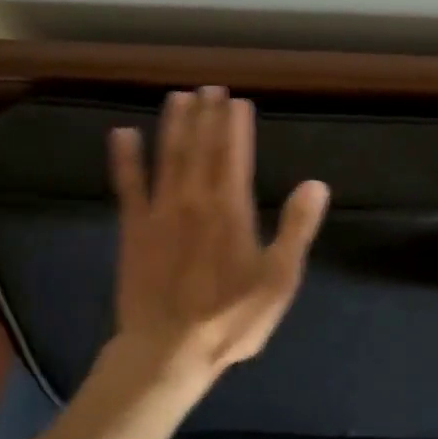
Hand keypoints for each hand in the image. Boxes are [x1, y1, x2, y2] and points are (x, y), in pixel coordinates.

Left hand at [107, 86, 329, 389]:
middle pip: (201, 147)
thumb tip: (316, 183)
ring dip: (173, 125)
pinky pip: (128, 186)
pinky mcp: (134, 229)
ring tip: (178, 97)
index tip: (237, 100)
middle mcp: (195, 199)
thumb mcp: (279, 280)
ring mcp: (160, 211)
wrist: (168, 351)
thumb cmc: (231, 318)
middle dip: (207, 115)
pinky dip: (125, 159)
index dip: (236, 125)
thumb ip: (297, 228)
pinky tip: (122, 134)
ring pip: (168, 156)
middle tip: (209, 87)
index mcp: (232, 209)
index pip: (235, 154)